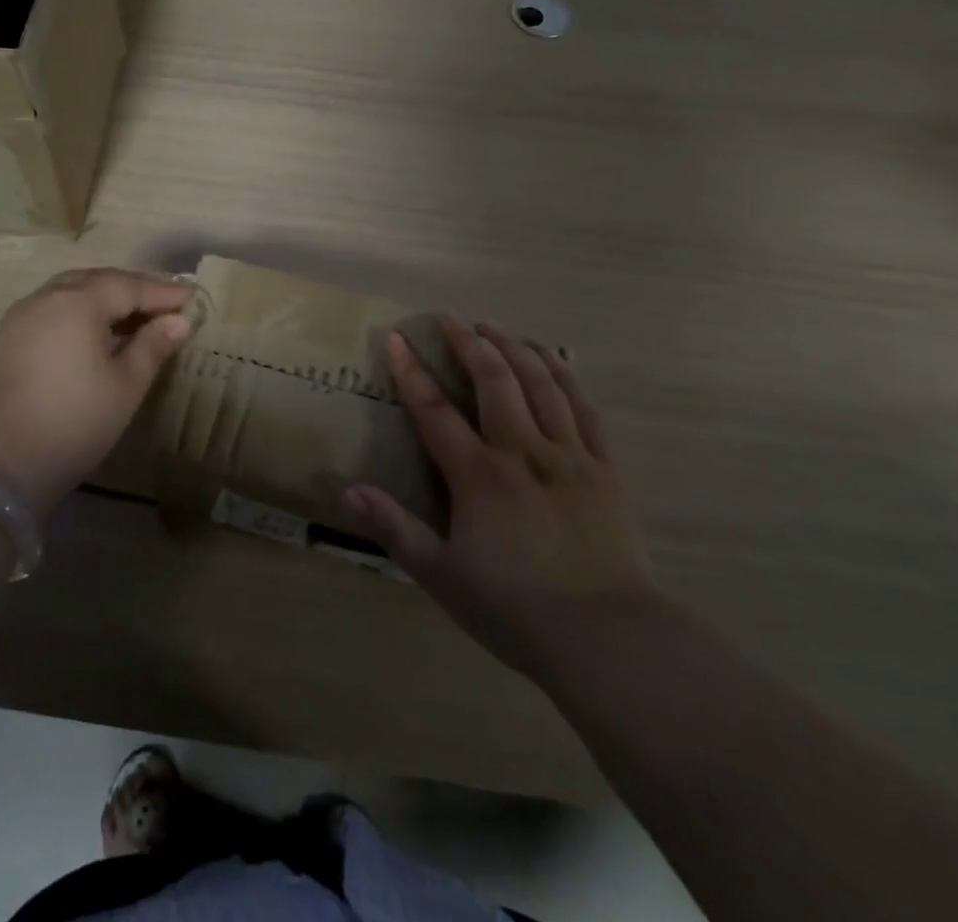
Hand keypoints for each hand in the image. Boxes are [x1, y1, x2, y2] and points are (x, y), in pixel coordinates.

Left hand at [0, 268, 194, 519]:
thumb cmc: (73, 422)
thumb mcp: (125, 386)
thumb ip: (153, 346)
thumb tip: (180, 320)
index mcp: (78, 302)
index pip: (130, 286)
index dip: (164, 292)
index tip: (194, 298)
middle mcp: (47, 297)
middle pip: (99, 280)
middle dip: (135, 288)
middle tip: (167, 303)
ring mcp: (22, 315)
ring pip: (73, 291)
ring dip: (106, 297)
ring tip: (135, 316)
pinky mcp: (7, 337)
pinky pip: (54, 308)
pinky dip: (81, 310)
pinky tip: (96, 332)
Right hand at [345, 317, 657, 679]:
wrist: (608, 640)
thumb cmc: (516, 611)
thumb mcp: (443, 577)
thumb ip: (396, 530)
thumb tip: (349, 492)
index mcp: (480, 476)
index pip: (435, 411)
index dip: (411, 372)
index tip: (396, 338)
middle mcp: (523, 452)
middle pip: (494, 381)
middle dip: (468, 343)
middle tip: (449, 317)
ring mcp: (568, 456)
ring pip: (540, 385)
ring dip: (514, 348)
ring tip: (494, 326)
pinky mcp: (605, 468)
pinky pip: (584, 408)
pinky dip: (564, 376)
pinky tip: (552, 359)